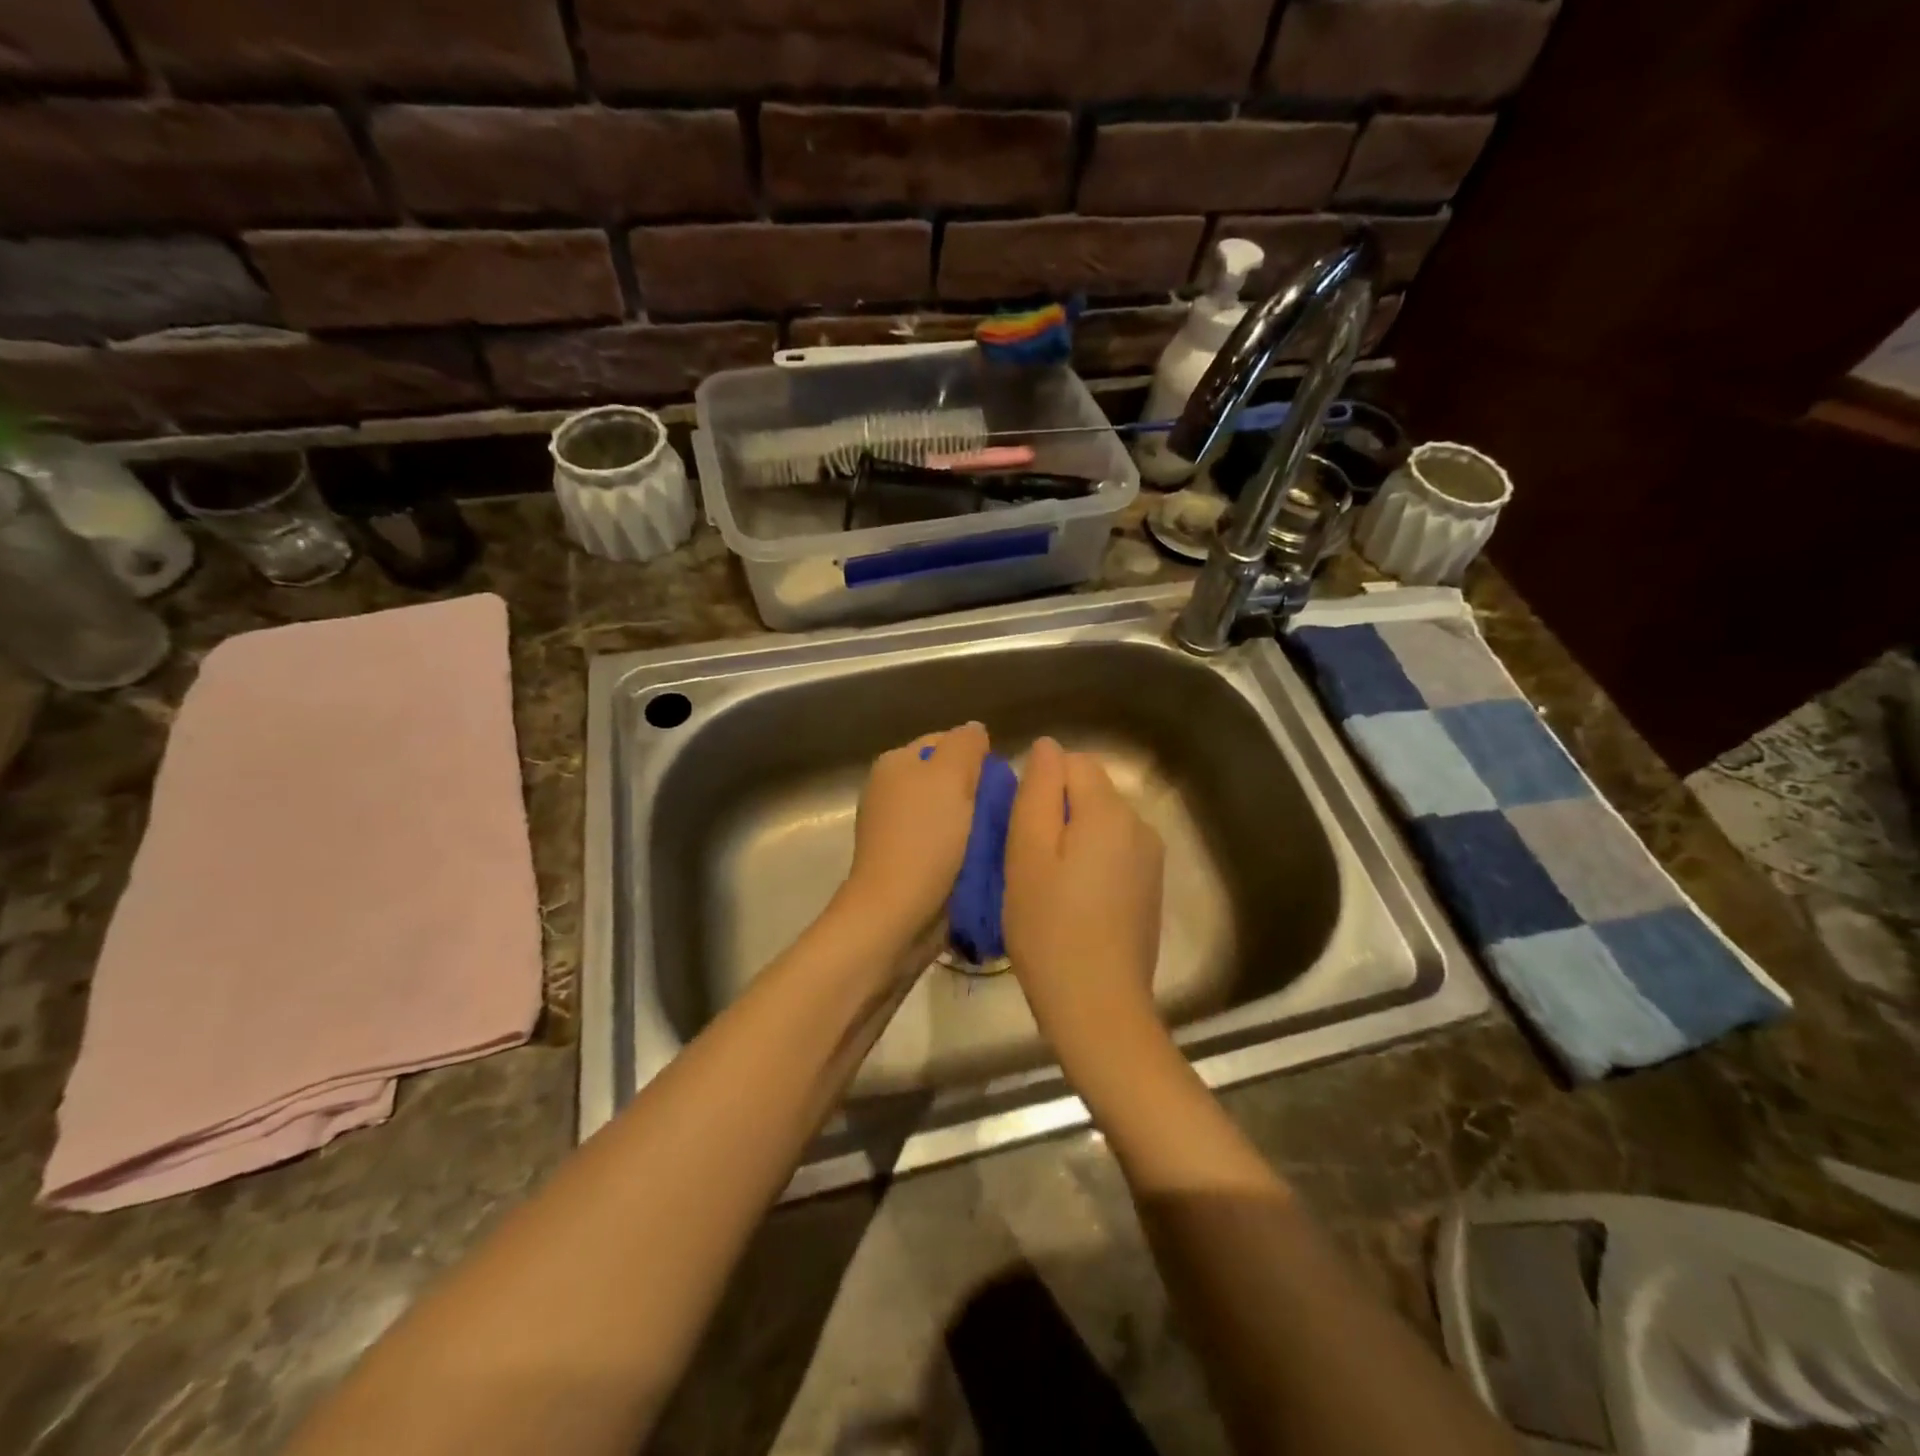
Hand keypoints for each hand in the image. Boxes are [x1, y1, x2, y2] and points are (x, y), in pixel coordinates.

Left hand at [837, 722, 989, 951]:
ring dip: (975, 824)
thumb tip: (975, 730)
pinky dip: (964, 849)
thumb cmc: (925, 839)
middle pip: (949, 779)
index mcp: (895, 763)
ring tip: (1001, 838)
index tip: (1004, 782)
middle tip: (1007, 811)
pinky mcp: (907, 862)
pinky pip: (946, 844)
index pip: (947, 742)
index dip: (978, 756)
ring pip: (951, 813)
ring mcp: (897, 829)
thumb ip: (965, 745)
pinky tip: (984, 860)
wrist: (897, 914)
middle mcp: (891, 791)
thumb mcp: (950, 777)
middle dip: (979, 792)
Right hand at [1003, 737, 1165, 1073]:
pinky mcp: (1150, 887)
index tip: (1020, 831)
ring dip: (1070, 839)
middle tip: (1027, 862)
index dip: (1040, 788)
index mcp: (1110, 811)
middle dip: (1055, 813)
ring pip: (1099, 823)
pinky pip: (1113, 852)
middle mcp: (1140, 824)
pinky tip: (1072, 903)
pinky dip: (1089, 863)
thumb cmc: (1050, 927)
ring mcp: (1151, 858)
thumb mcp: (1027, 854)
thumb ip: (1038, 792)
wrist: (1098, 1005)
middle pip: (1089, 791)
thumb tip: (1048, 747)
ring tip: (1046, 886)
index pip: (1072, 763)